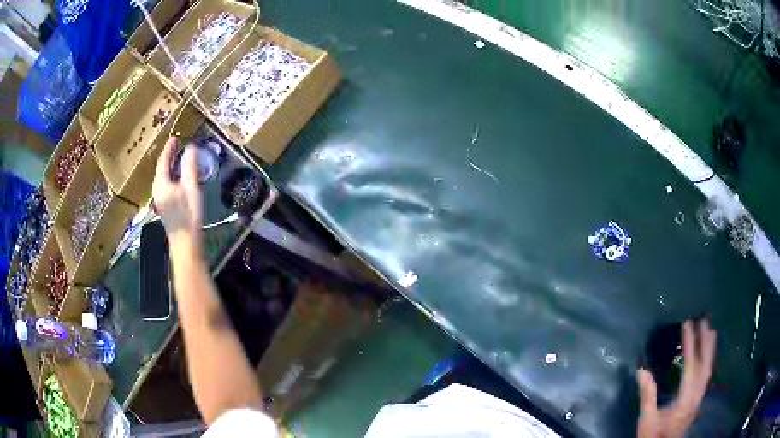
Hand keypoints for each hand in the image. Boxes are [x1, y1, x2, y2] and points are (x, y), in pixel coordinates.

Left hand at [152, 137, 201, 243]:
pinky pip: (167, 185)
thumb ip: (190, 167)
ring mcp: (161, 200)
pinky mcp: (166, 207)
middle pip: (162, 169)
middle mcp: (158, 190)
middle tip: (177, 144)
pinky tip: (180, 176)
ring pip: (164, 177)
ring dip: (171, 166)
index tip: (175, 137)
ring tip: (179, 157)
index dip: (169, 149)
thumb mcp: (191, 187)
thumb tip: (191, 147)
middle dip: (169, 156)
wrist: (185, 244)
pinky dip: (173, 176)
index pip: (163, 161)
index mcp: (161, 184)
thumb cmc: (188, 215)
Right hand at [637, 319, 716, 437]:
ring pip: (708, 368)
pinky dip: (709, 359)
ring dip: (710, 348)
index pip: (691, 366)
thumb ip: (648, 396)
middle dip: (705, 340)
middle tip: (704, 318)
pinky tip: (708, 354)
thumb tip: (642, 369)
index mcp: (685, 399)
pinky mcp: (698, 399)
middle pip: (705, 363)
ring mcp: (699, 397)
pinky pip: (707, 374)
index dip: (690, 343)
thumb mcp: (647, 420)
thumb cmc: (654, 436)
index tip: (687, 323)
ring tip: (711, 328)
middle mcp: (697, 395)